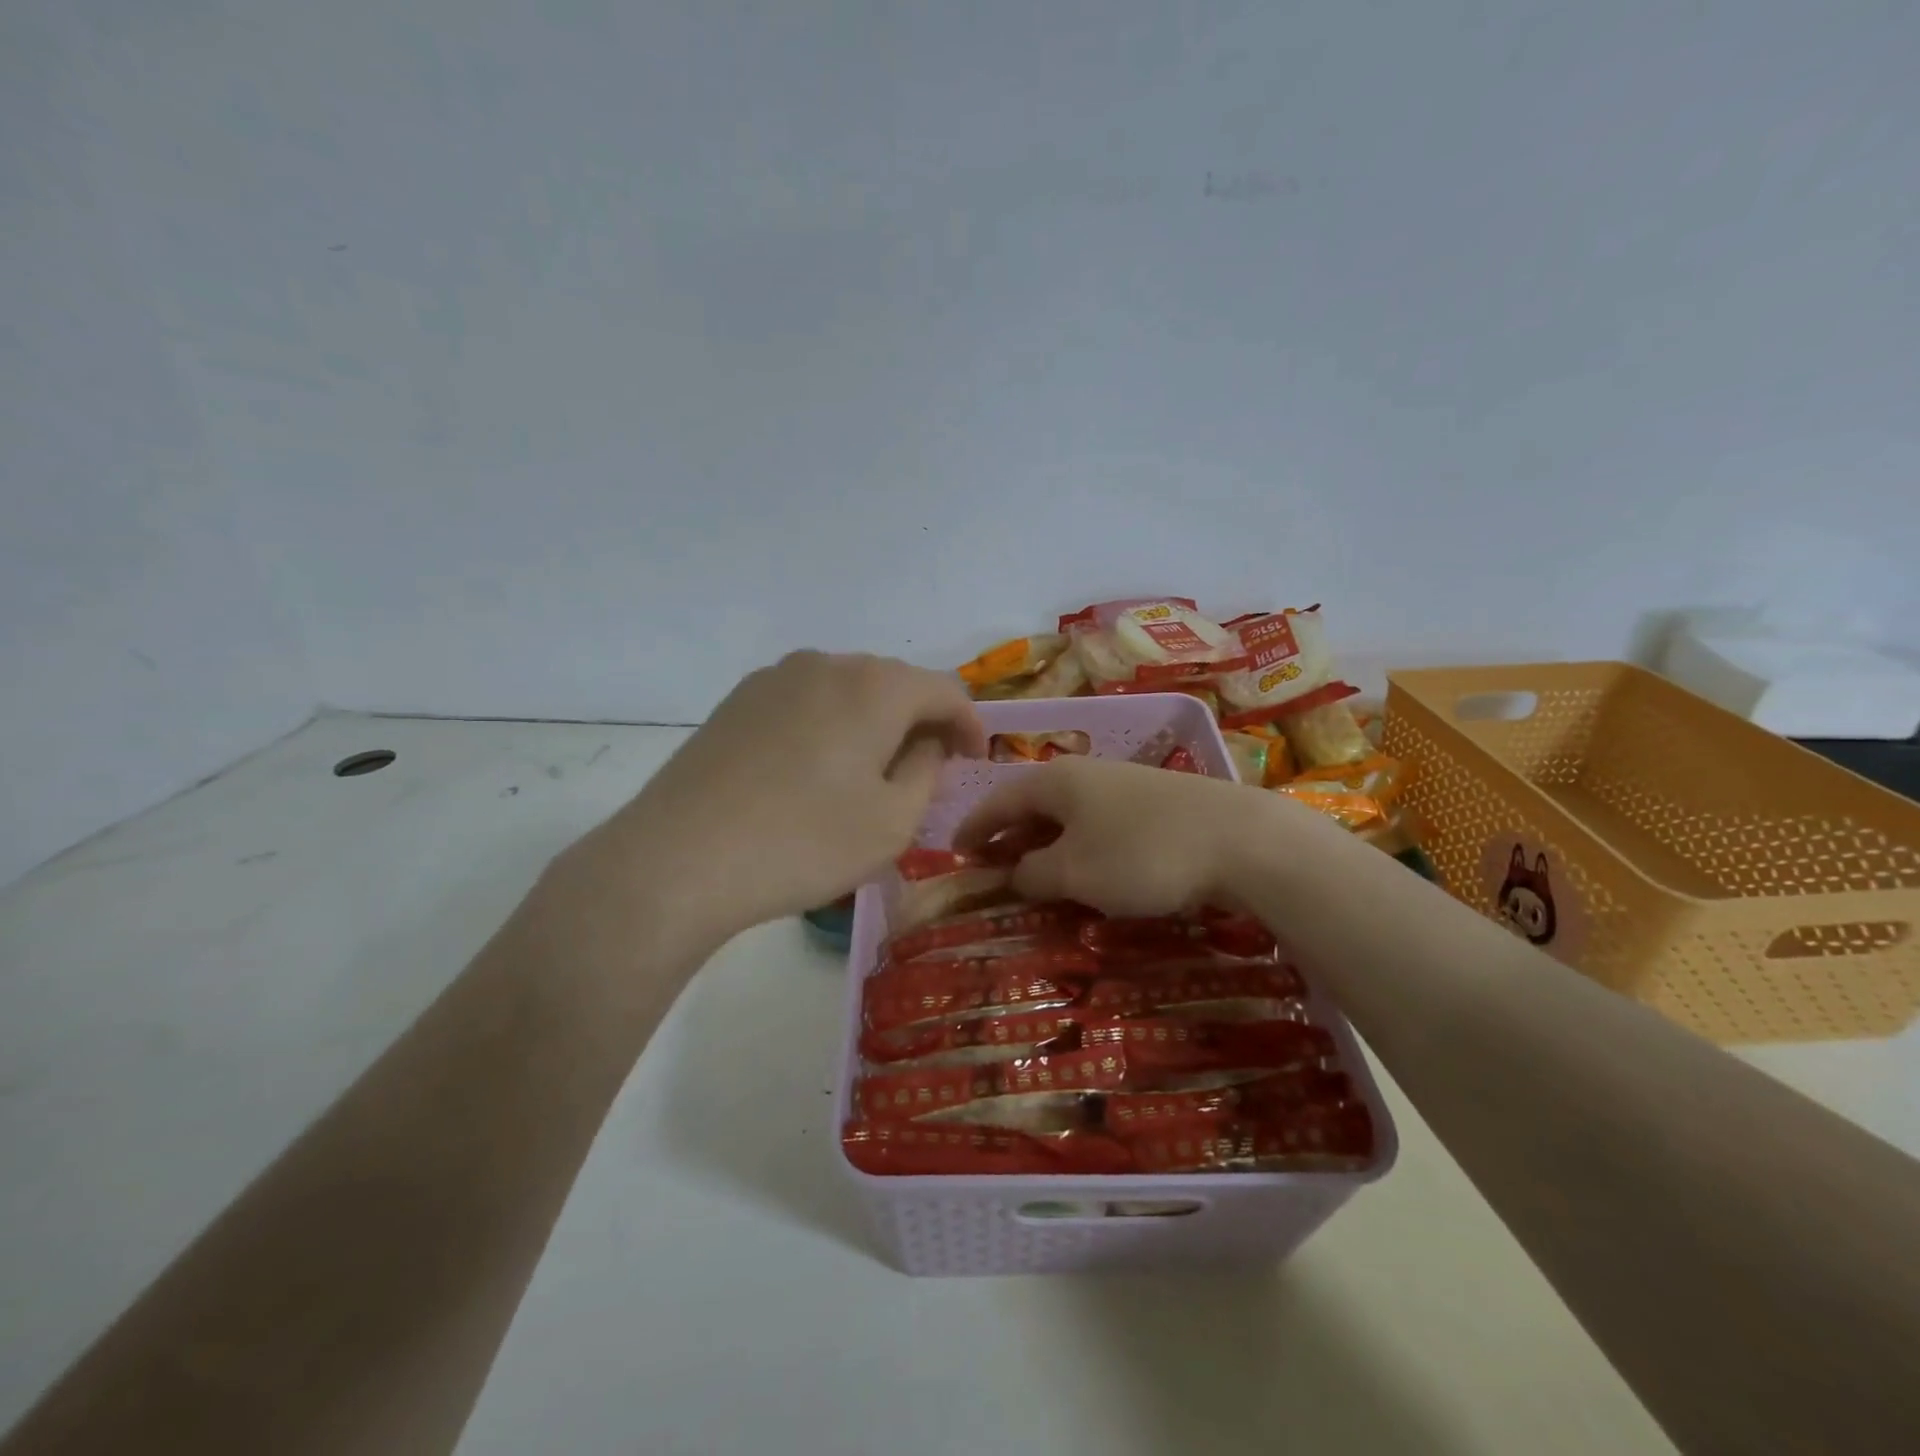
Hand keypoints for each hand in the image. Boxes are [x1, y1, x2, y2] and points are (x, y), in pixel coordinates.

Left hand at [556, 652, 986, 948]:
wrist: (679, 859)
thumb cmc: (804, 843)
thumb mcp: (893, 822)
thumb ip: (927, 771)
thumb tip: (925, 742)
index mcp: (874, 686)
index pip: (946, 689)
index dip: (970, 724)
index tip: (975, 760)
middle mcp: (826, 664)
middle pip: (895, 683)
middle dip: (921, 721)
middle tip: (929, 769)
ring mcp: (775, 678)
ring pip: (848, 690)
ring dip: (874, 723)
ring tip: (872, 772)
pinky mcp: (738, 701)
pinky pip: (806, 702)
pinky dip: (830, 726)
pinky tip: (817, 770)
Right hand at [953, 756, 1335, 915]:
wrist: (1241, 839)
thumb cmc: (1142, 854)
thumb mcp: (1074, 871)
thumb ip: (1032, 872)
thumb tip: (1014, 872)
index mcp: (1056, 780)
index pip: (998, 800)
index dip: (973, 828)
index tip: (953, 854)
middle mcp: (1086, 773)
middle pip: (1033, 804)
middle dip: (1009, 837)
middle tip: (990, 871)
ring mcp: (1124, 785)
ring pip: (1069, 815)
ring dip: (1045, 844)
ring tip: (1034, 876)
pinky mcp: (1157, 803)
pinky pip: (1100, 824)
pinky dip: (1080, 847)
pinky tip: (1089, 871)